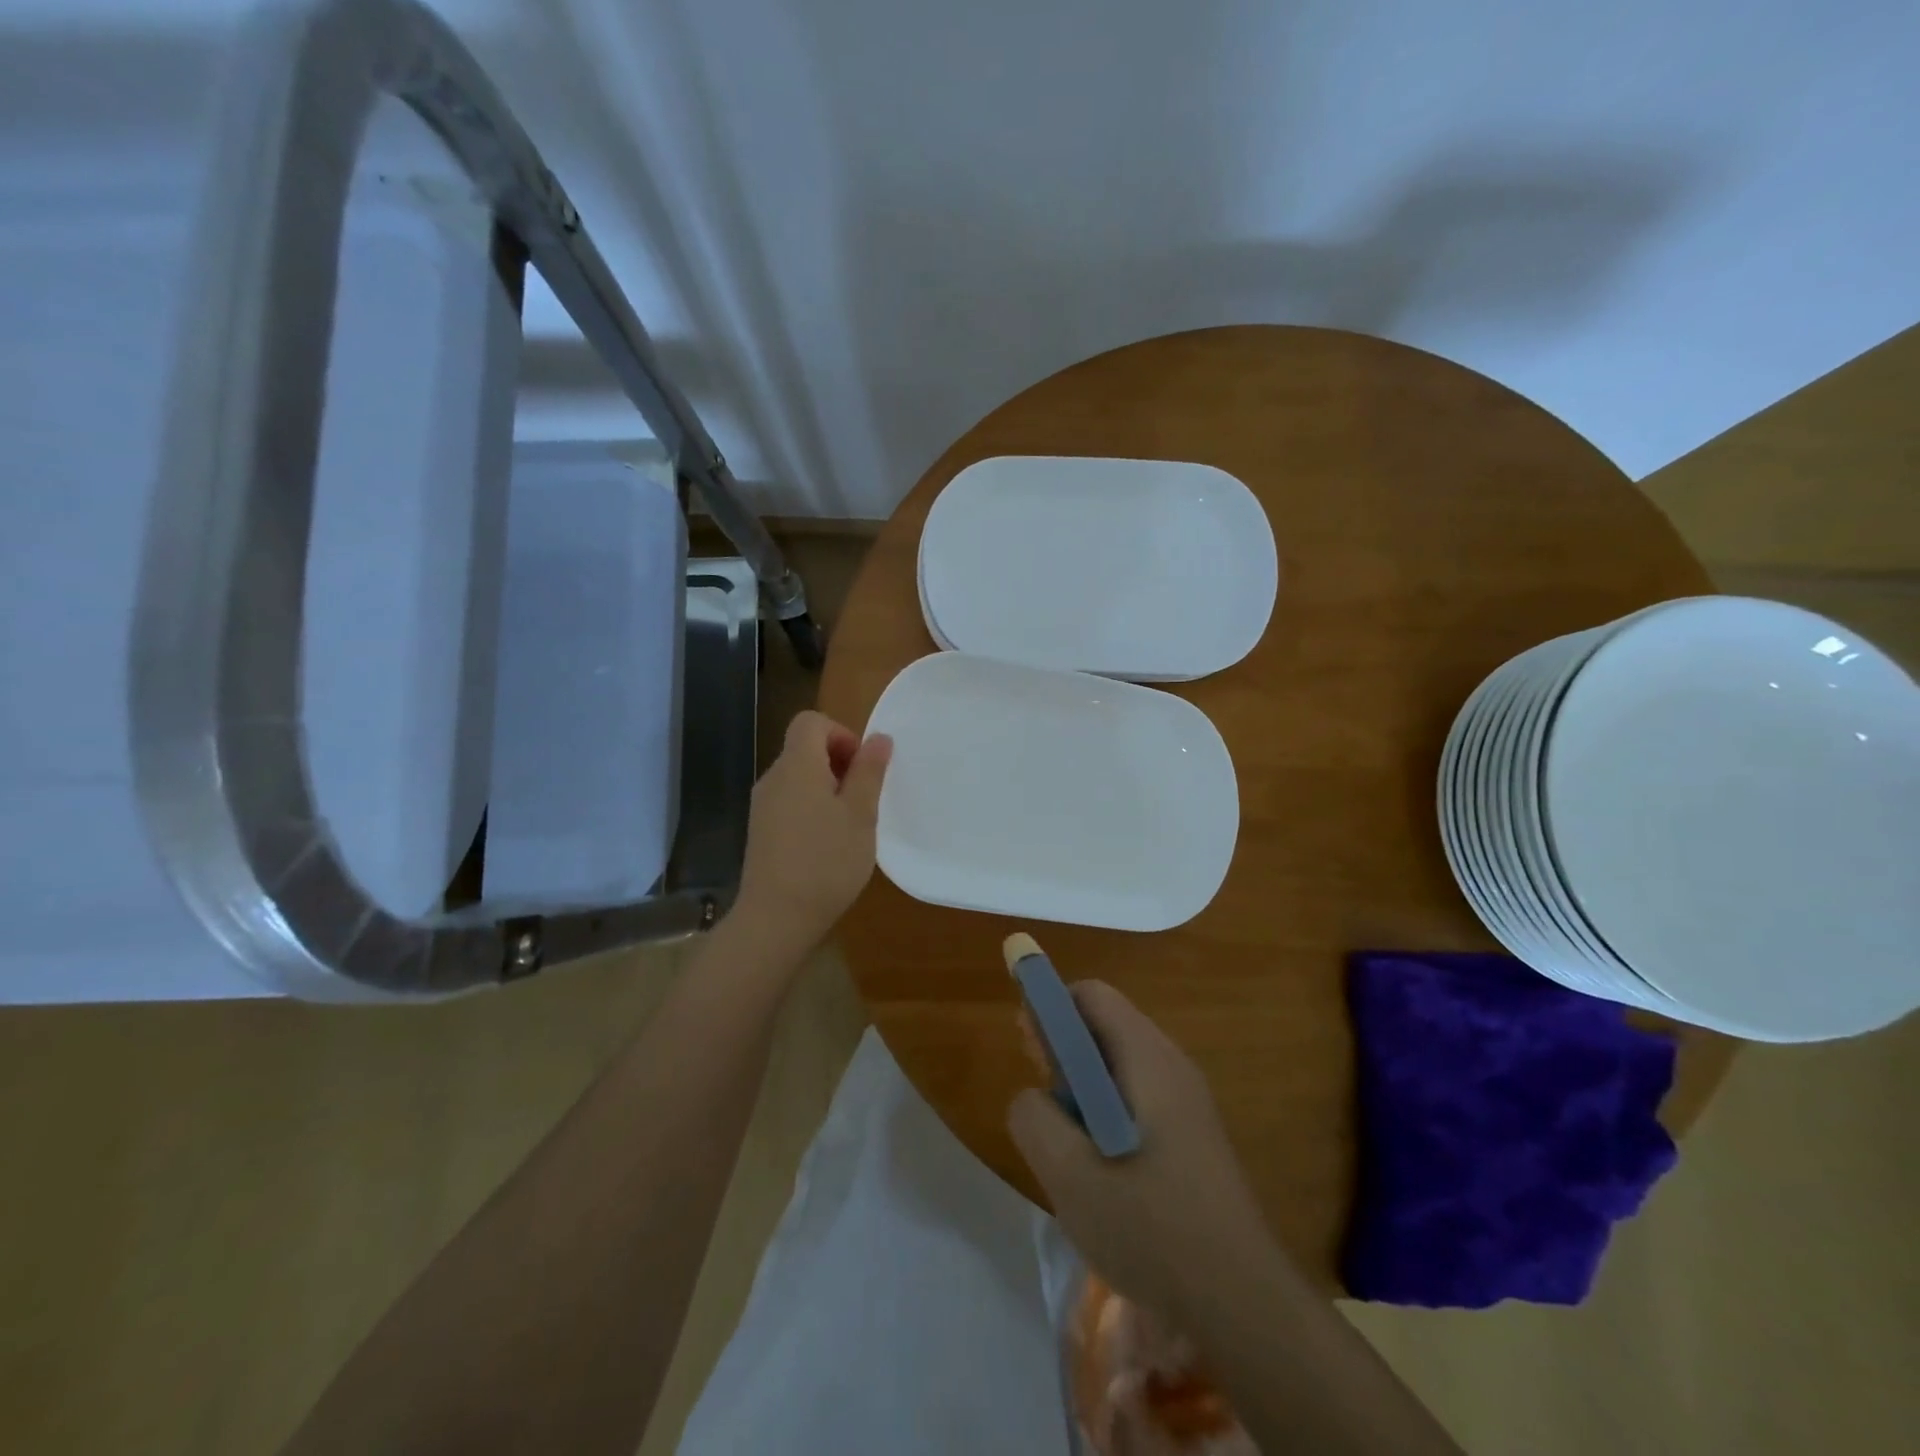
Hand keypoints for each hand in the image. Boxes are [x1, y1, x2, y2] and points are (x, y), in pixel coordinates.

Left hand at [733, 711, 891, 953]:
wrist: (775, 919)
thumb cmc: (826, 862)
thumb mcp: (860, 815)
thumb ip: (869, 772)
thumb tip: (879, 738)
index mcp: (796, 765)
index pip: (811, 721)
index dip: (841, 734)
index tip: (862, 769)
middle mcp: (773, 778)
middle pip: (804, 748)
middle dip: (840, 764)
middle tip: (863, 800)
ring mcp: (762, 806)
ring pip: (799, 778)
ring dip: (828, 789)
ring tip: (850, 826)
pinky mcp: (761, 832)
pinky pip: (790, 802)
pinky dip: (812, 809)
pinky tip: (828, 845)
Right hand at [1009, 982, 1286, 1325]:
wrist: (1244, 1305)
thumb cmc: (1152, 1229)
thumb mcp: (1070, 1175)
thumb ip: (1034, 1119)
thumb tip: (1031, 1098)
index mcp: (1148, 1058)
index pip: (1091, 996)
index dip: (1050, 1008)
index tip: (1027, 1048)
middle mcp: (1173, 1066)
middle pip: (1106, 1028)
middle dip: (1063, 1051)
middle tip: (1039, 1100)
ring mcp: (1189, 1103)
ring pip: (1120, 1069)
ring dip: (1082, 1089)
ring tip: (1063, 1141)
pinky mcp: (1194, 1138)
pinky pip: (1138, 1101)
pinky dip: (1106, 1115)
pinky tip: (1098, 1168)